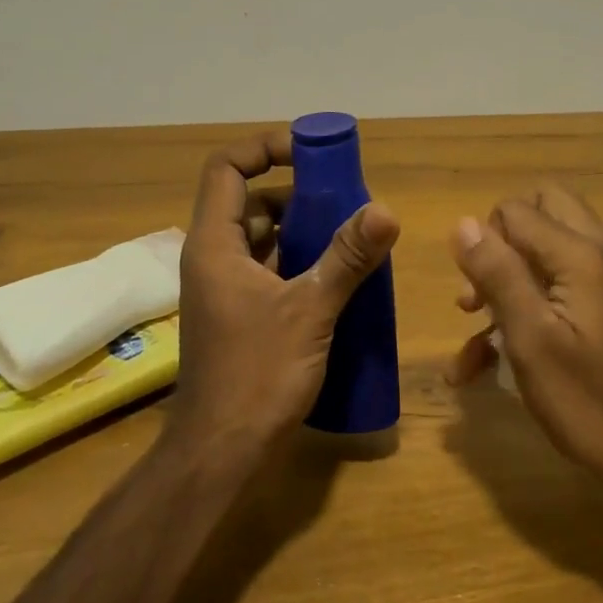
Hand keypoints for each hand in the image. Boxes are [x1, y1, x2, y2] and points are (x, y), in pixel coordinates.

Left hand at [170, 129, 400, 455]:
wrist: (221, 453)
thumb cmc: (256, 376)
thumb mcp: (309, 311)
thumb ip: (347, 258)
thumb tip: (386, 210)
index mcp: (215, 244)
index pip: (226, 168)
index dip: (265, 149)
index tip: (313, 155)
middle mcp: (215, 258)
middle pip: (251, 201)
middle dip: (299, 194)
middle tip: (347, 201)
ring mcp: (227, 288)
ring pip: (265, 238)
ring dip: (305, 230)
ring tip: (353, 235)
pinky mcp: (243, 314)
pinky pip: (272, 269)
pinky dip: (302, 262)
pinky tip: (341, 276)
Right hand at [448, 188, 602, 533]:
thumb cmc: (589, 402)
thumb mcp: (531, 340)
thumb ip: (498, 275)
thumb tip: (463, 223)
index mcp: (583, 255)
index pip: (515, 210)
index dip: (484, 243)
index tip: (474, 294)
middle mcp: (601, 253)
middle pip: (538, 212)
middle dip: (499, 245)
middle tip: (481, 292)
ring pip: (546, 249)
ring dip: (507, 280)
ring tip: (473, 331)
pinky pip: (560, 284)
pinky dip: (527, 306)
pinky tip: (486, 362)